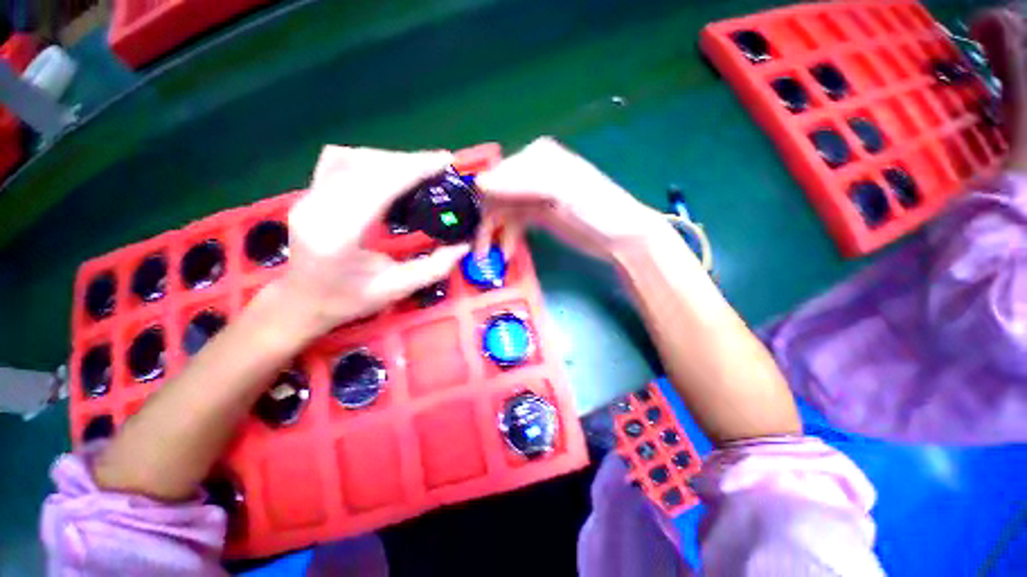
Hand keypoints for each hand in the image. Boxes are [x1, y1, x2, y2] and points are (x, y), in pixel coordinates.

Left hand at [279, 146, 469, 339]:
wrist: (301, 302)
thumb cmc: (347, 301)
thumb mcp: (396, 289)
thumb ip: (433, 268)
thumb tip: (463, 246)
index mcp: (338, 235)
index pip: (378, 186)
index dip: (413, 169)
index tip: (444, 161)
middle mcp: (318, 208)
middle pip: (365, 166)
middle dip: (407, 161)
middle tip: (438, 164)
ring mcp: (309, 197)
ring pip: (351, 158)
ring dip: (389, 158)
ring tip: (418, 168)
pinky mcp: (310, 193)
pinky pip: (339, 162)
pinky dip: (369, 160)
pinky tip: (388, 170)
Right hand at [474, 137, 669, 261]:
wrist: (620, 236)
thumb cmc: (597, 209)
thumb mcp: (563, 191)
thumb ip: (523, 184)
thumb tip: (480, 183)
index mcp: (537, 157)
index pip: (498, 176)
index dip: (484, 202)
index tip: (476, 227)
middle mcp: (532, 173)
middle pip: (498, 195)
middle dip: (488, 222)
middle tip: (480, 249)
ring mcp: (534, 195)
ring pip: (504, 212)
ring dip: (495, 234)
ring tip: (490, 255)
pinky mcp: (538, 215)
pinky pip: (514, 224)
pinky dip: (508, 237)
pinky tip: (506, 252)